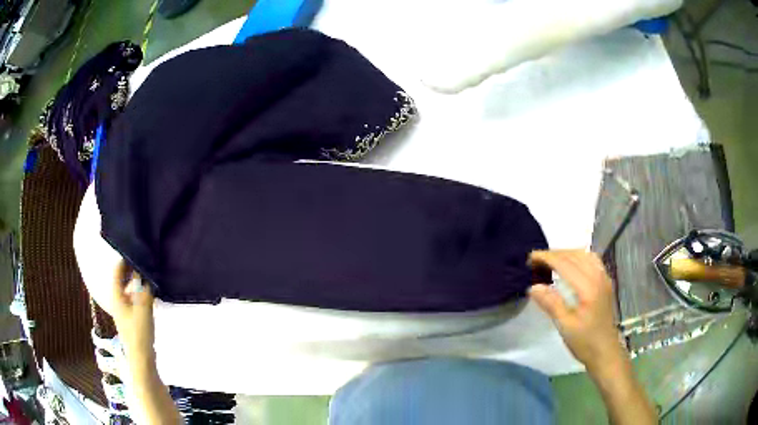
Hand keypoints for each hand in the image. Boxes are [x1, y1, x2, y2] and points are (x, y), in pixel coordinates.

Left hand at [110, 261, 155, 363]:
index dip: (125, 259)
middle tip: (144, 260)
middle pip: (121, 278)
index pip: (117, 270)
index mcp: (116, 295)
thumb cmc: (139, 332)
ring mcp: (123, 309)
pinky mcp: (130, 317)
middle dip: (131, 269)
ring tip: (148, 274)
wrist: (141, 358)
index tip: (137, 249)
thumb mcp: (144, 308)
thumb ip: (146, 289)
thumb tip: (148, 273)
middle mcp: (117, 299)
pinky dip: (139, 291)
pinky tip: (149, 292)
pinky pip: (133, 297)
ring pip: (127, 288)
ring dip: (136, 281)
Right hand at [528, 250, 623, 370]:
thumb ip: (551, 303)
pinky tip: (571, 265)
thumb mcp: (565, 326)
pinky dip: (578, 257)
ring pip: (585, 255)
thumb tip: (533, 287)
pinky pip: (592, 260)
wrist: (605, 352)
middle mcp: (598, 277)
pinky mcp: (606, 282)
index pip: (565, 264)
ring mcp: (604, 278)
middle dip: (555, 253)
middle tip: (537, 259)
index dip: (547, 258)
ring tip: (552, 260)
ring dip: (567, 253)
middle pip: (575, 255)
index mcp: (588, 287)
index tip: (530, 257)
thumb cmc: (584, 342)